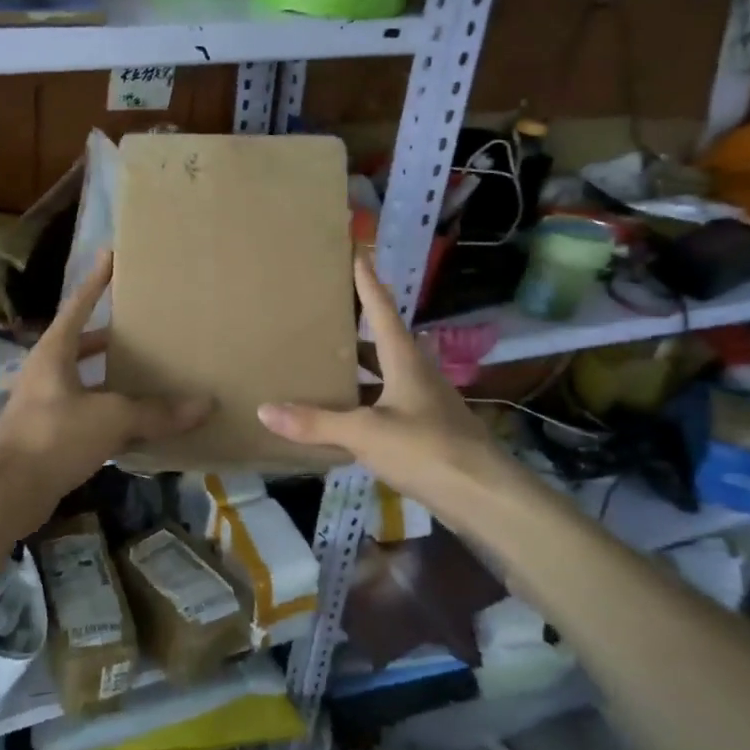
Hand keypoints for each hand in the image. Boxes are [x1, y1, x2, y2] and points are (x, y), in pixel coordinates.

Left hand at [0, 252, 211, 505]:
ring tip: (147, 373)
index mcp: (54, 352)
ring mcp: (44, 404)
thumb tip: (205, 405)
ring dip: (111, 376)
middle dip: (111, 335)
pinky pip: (86, 412)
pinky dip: (109, 411)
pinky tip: (135, 421)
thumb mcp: (110, 418)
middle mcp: (46, 372)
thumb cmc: (54, 437)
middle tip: (144, 327)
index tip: (112, 255)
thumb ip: (156, 411)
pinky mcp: (48, 434)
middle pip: (81, 343)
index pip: (79, 306)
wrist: (7, 492)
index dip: (97, 281)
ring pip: (85, 380)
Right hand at [257, 256, 514, 510]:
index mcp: (406, 362)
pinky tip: (347, 418)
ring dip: (362, 370)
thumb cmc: (427, 449)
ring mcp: (427, 404)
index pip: (383, 311)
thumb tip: (265, 410)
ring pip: (388, 377)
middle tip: (327, 316)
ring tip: (328, 366)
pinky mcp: (430, 433)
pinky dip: (367, 404)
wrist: (484, 495)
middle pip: (385, 343)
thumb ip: (316, 422)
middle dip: (359, 329)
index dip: (368, 283)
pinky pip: (390, 407)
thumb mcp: (366, 433)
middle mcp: (418, 375)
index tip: (357, 253)